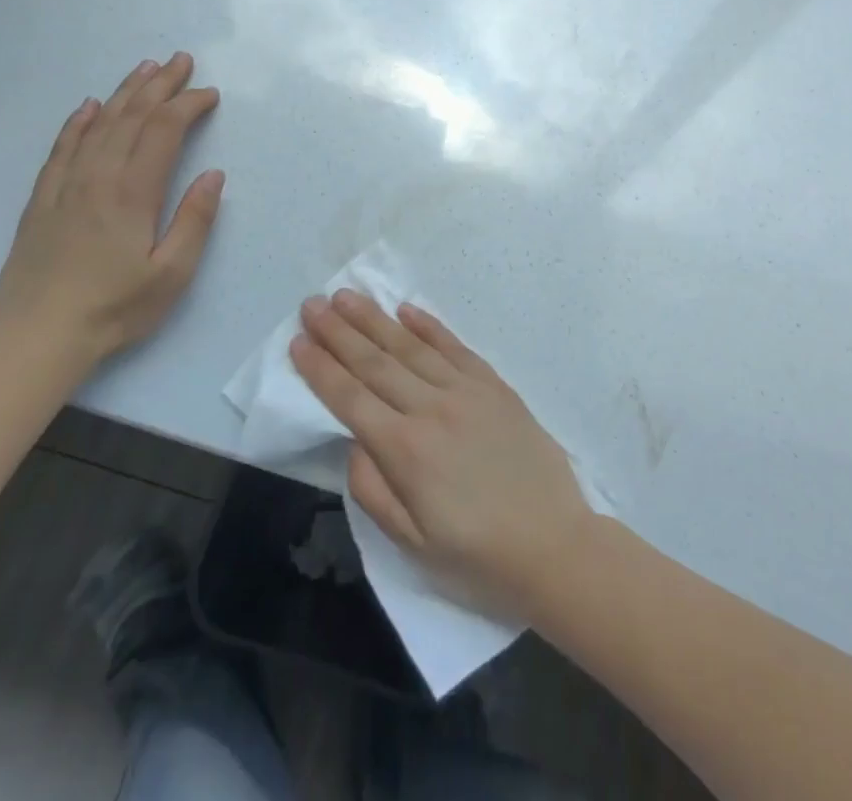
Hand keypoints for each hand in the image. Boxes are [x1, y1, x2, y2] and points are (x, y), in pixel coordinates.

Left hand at [0, 53, 223, 372]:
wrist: (39, 338)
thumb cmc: (116, 309)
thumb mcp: (172, 273)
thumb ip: (194, 220)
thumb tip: (213, 174)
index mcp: (133, 193)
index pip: (164, 131)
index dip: (188, 105)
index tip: (209, 94)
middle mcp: (98, 177)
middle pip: (132, 117)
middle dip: (160, 85)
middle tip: (181, 61)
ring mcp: (66, 186)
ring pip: (98, 125)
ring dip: (124, 93)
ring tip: (145, 69)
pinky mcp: (42, 200)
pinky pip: (61, 149)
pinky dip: (78, 122)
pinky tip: (89, 107)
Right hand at [291, 290, 592, 619]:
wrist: (554, 544)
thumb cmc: (477, 555)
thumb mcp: (412, 543)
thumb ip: (373, 490)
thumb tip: (353, 441)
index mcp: (406, 451)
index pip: (350, 398)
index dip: (321, 368)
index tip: (298, 341)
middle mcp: (431, 409)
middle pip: (375, 363)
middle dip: (338, 332)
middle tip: (312, 304)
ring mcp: (466, 391)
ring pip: (410, 346)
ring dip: (375, 319)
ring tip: (346, 296)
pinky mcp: (494, 385)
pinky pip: (454, 347)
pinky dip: (428, 326)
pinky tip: (406, 309)